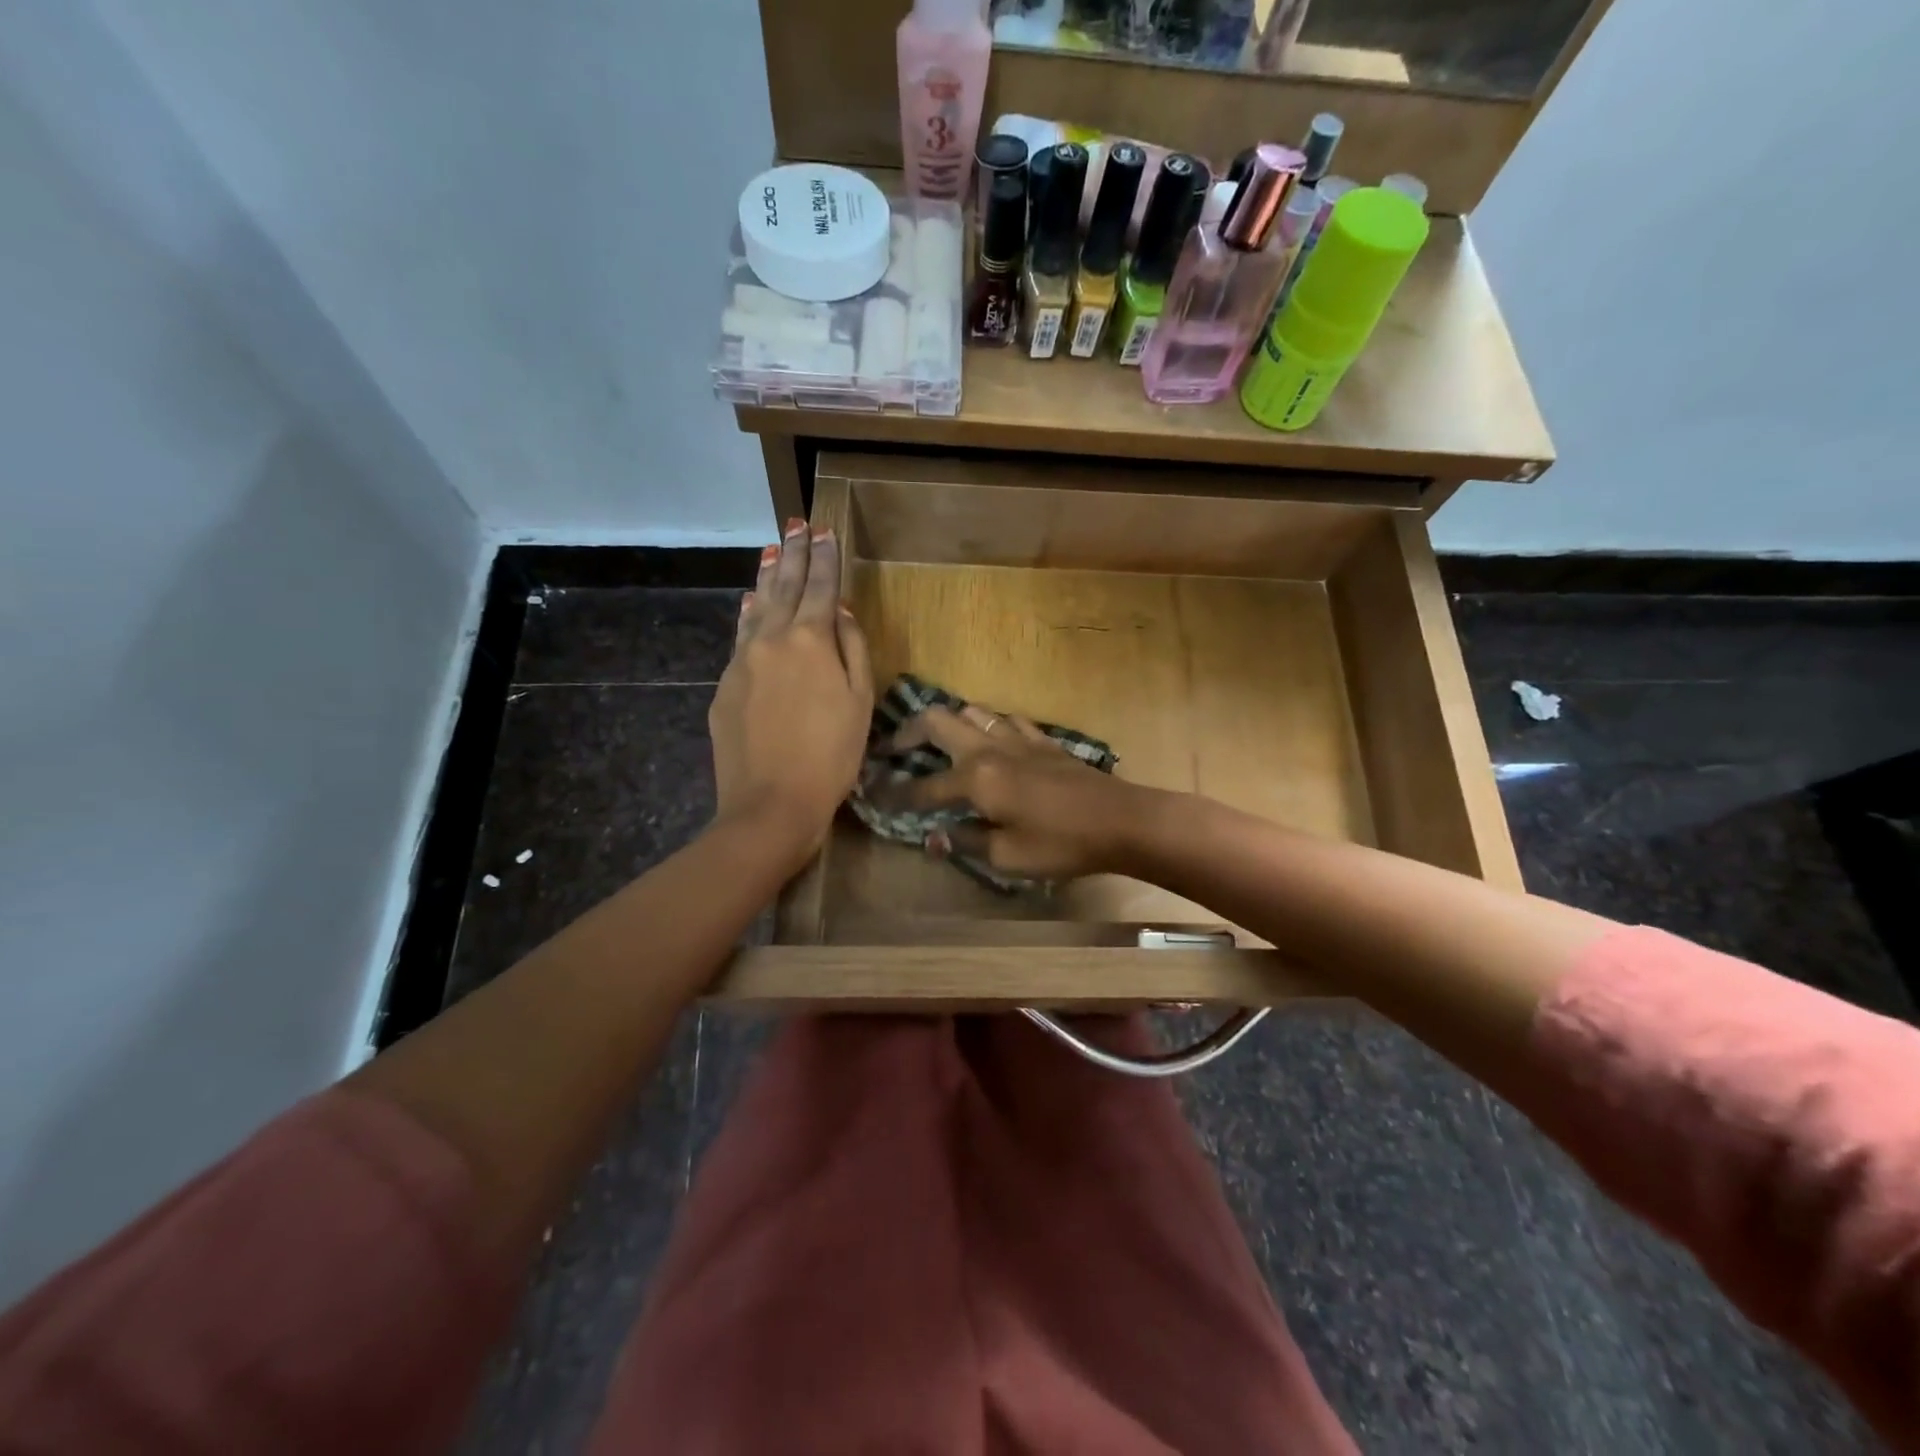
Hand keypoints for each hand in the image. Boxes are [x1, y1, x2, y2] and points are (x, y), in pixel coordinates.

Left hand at [709, 519, 872, 864]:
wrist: (771, 804)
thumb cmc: (832, 757)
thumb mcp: (859, 703)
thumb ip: (853, 650)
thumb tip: (842, 612)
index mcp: (810, 641)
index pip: (820, 588)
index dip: (825, 558)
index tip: (825, 530)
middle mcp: (772, 639)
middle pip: (784, 587)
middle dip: (793, 554)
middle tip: (796, 524)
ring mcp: (742, 661)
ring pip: (757, 608)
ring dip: (767, 577)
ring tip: (772, 550)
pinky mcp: (725, 687)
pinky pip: (740, 639)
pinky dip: (749, 616)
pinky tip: (751, 604)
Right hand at [879, 703, 1155, 880]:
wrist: (1120, 820)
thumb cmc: (1061, 844)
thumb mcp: (1008, 856)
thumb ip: (966, 841)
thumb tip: (934, 837)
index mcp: (975, 778)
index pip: (923, 787)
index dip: (895, 795)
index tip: (871, 795)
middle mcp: (989, 749)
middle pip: (938, 721)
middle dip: (908, 732)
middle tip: (892, 749)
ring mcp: (1018, 738)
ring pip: (972, 712)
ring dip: (948, 722)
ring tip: (936, 742)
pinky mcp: (1042, 740)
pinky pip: (1006, 720)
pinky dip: (987, 726)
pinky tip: (990, 741)